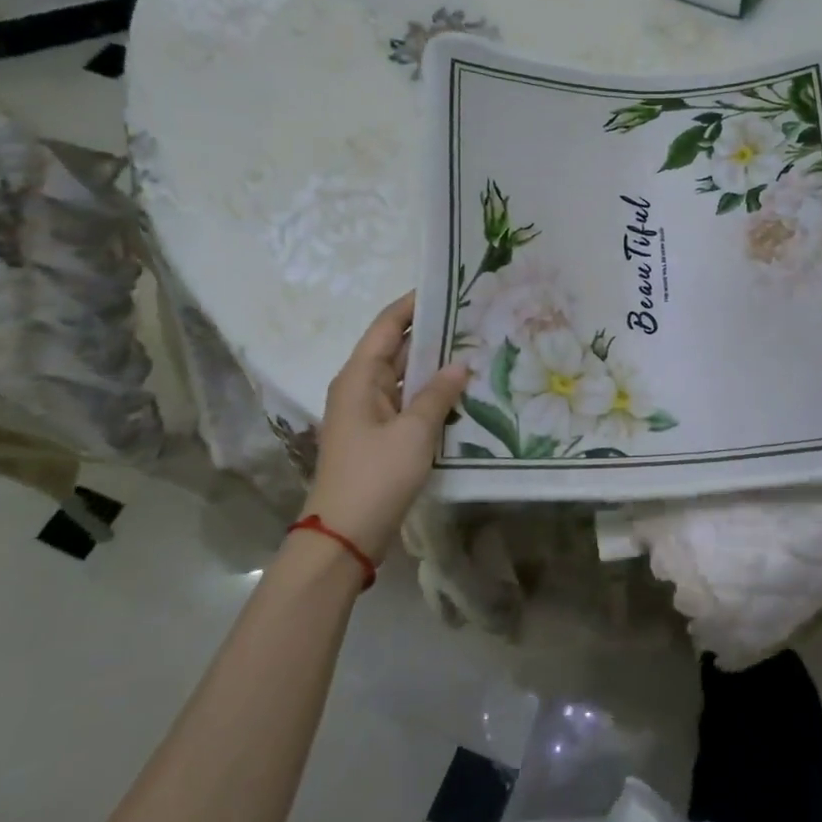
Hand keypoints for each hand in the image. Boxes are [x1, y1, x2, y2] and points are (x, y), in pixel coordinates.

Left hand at [301, 292, 469, 561]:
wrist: (344, 536)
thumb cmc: (375, 475)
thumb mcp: (414, 432)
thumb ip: (438, 394)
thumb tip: (460, 364)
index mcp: (359, 377)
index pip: (387, 325)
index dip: (413, 303)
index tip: (447, 286)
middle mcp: (360, 388)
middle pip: (396, 348)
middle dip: (432, 332)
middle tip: (474, 317)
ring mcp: (369, 413)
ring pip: (405, 377)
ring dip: (434, 365)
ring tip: (476, 348)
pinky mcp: (380, 437)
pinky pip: (408, 403)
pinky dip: (431, 394)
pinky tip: (461, 392)